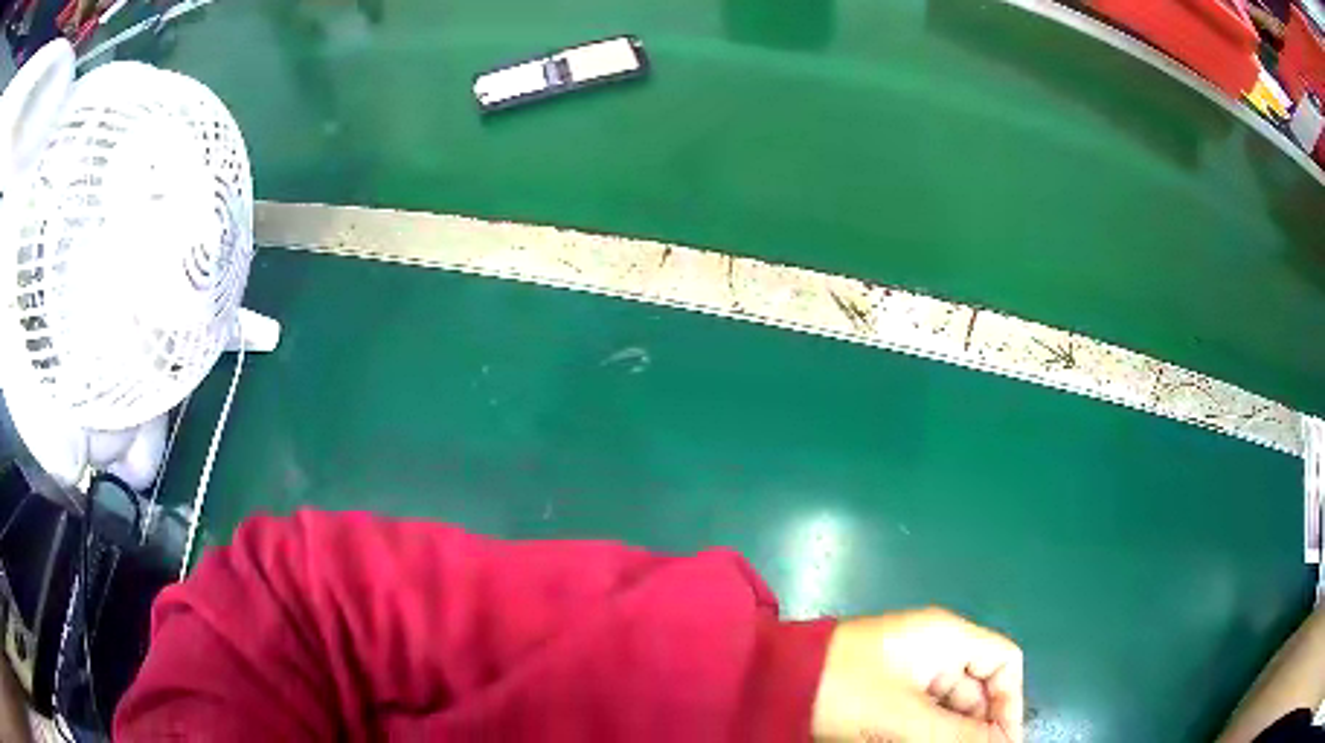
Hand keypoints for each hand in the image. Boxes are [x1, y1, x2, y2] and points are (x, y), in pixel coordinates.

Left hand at [811, 607, 1023, 742]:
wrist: (769, 682)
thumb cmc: (844, 690)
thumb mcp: (905, 717)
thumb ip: (957, 735)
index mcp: (946, 638)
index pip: (1003, 661)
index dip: (1010, 702)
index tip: (1002, 742)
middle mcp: (934, 650)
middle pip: (978, 688)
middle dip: (980, 725)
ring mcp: (909, 670)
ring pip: (950, 706)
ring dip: (953, 732)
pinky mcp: (886, 691)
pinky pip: (923, 712)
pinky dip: (929, 732)